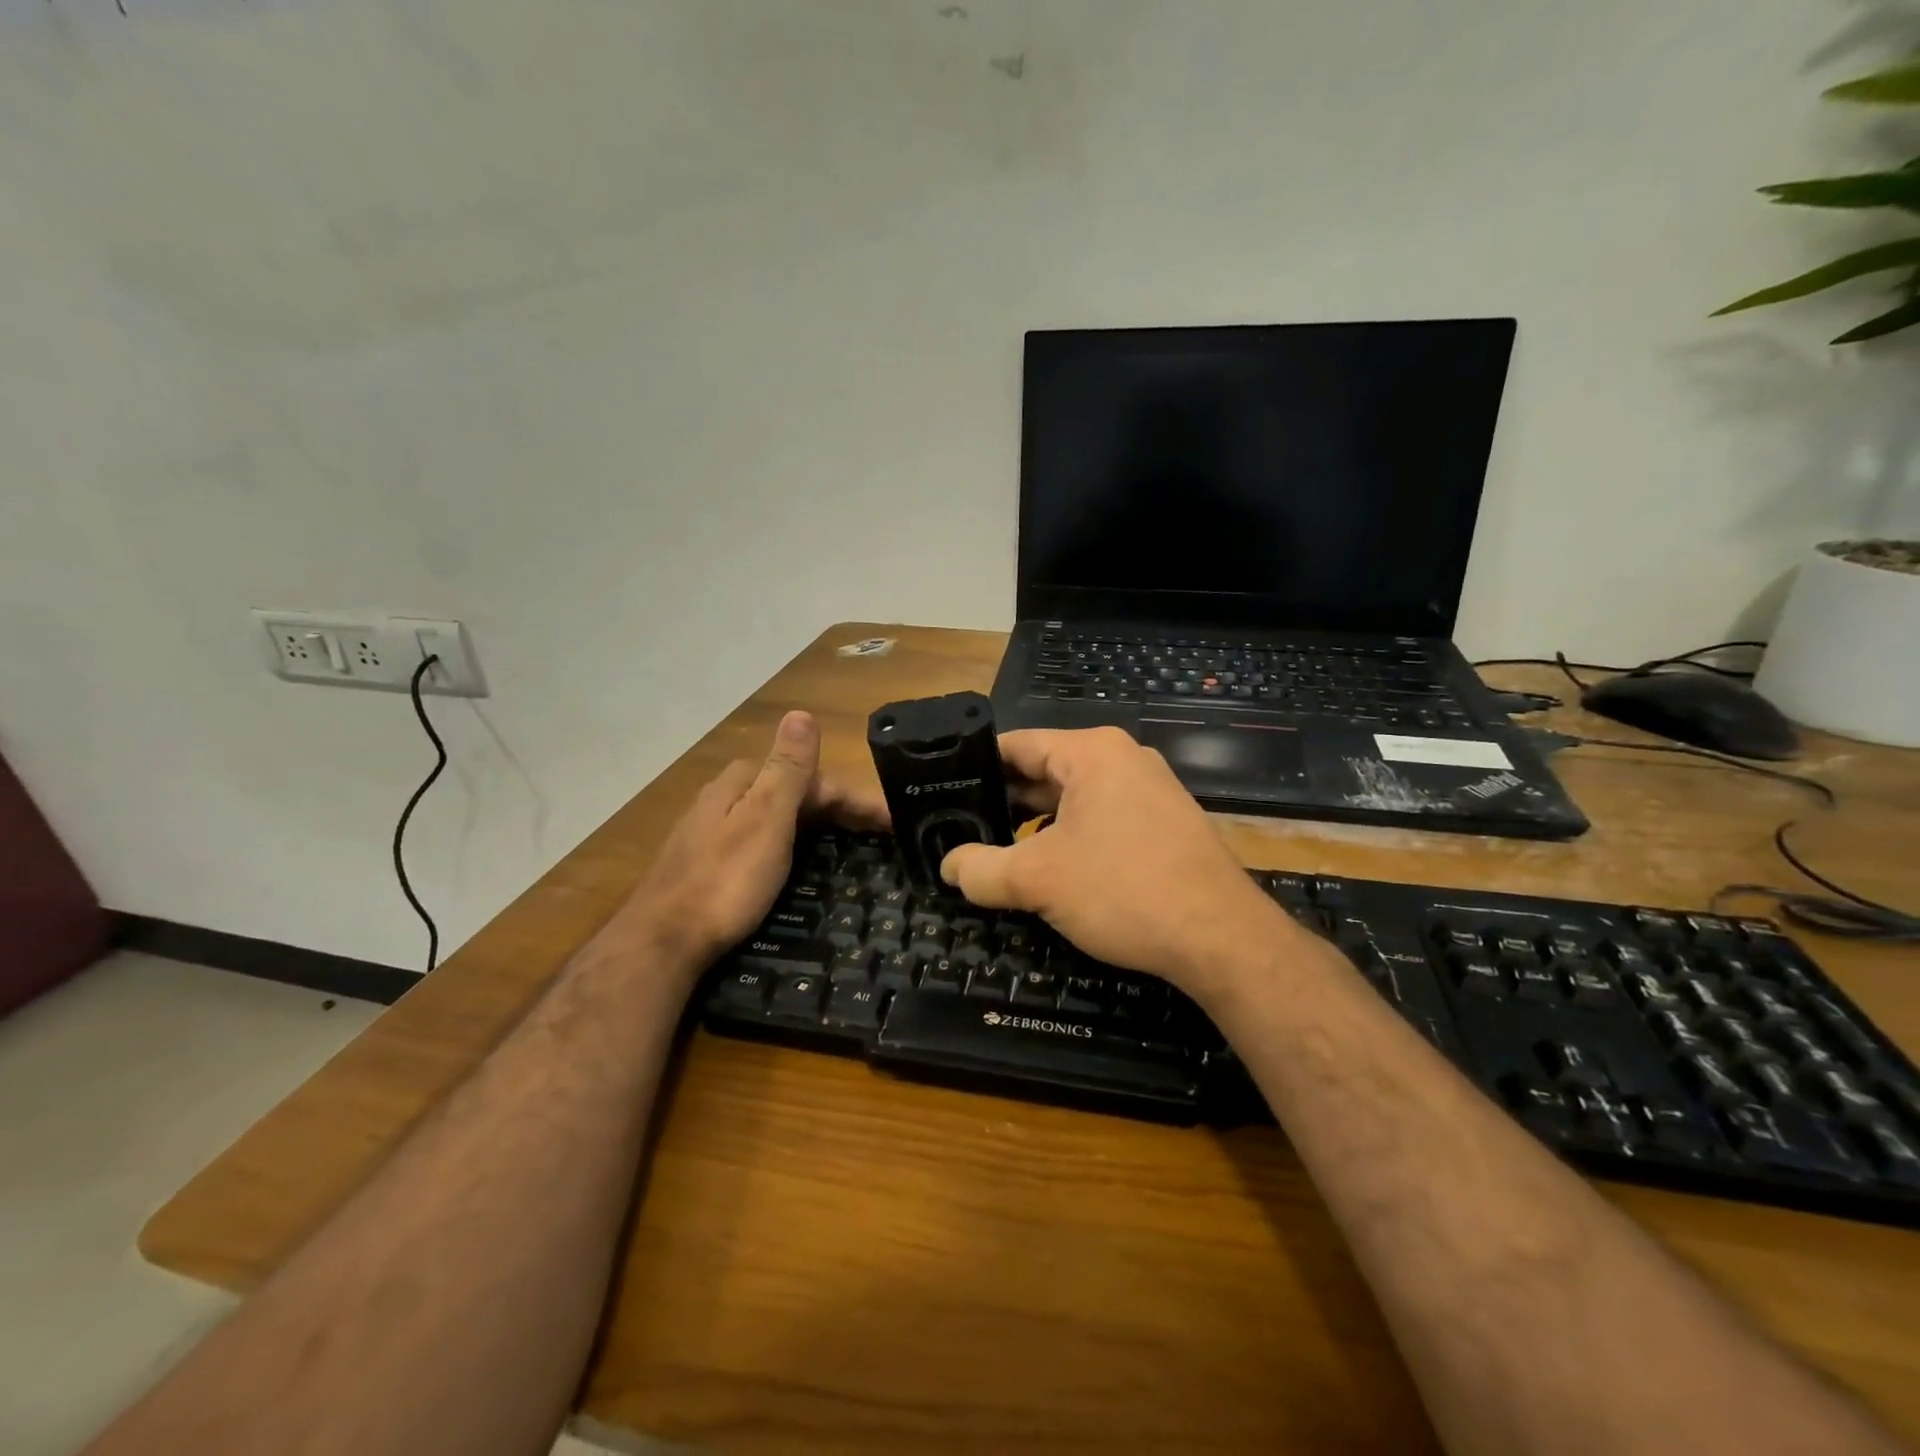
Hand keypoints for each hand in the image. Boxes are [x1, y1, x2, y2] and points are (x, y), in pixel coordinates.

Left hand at [623, 711, 886, 970]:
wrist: (663, 944)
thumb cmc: (725, 881)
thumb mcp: (766, 819)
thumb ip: (787, 768)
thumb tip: (802, 712)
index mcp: (743, 782)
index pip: (813, 778)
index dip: (856, 798)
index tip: (894, 823)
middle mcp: (727, 798)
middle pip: (795, 794)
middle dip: (840, 810)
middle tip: (880, 839)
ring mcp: (714, 831)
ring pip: (779, 818)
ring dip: (819, 827)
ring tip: (853, 850)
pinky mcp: (710, 863)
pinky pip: (765, 842)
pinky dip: (794, 847)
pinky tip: (802, 866)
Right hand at [938, 727, 1292, 998]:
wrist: (1221, 938)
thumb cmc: (1123, 890)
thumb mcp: (1037, 879)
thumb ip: (981, 869)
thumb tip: (950, 866)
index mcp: (1092, 752)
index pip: (1016, 745)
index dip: (976, 767)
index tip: (943, 792)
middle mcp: (1123, 759)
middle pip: (1044, 771)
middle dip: (1004, 802)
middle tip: (960, 829)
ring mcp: (1150, 791)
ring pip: (1073, 799)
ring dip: (1035, 825)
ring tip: (996, 853)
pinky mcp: (1164, 824)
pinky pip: (1102, 819)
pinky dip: (1070, 838)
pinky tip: (1049, 871)